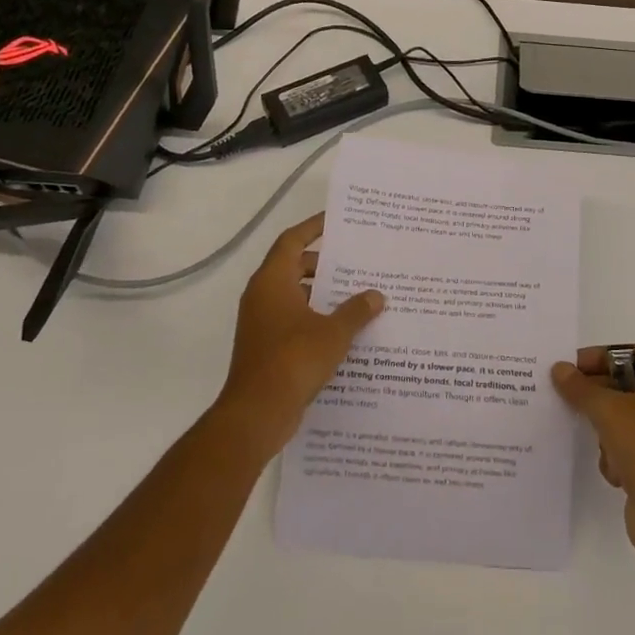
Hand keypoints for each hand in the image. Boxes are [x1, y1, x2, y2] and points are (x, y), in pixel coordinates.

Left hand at [215, 214, 383, 457]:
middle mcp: (262, 297)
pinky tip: (345, 330)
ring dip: (322, 294)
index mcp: (272, 282)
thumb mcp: (334, 332)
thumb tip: (376, 295)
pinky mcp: (266, 347)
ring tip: (358, 295)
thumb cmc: (294, 360)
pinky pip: (294, 320)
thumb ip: (357, 310)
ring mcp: (262, 323)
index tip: (337, 221)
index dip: (313, 227)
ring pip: (295, 296)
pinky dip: (316, 318)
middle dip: (325, 264)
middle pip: (294, 267)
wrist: (257, 413)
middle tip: (358, 262)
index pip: (292, 240)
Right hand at [551, 348, 634, 561]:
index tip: (570, 367)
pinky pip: (629, 450)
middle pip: (628, 388)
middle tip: (565, 397)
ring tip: (596, 440)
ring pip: (625, 421)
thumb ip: (581, 388)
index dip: (601, 358)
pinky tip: (614, 471)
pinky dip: (616, 458)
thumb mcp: (609, 409)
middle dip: (598, 396)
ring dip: (606, 431)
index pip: (634, 356)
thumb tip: (559, 369)